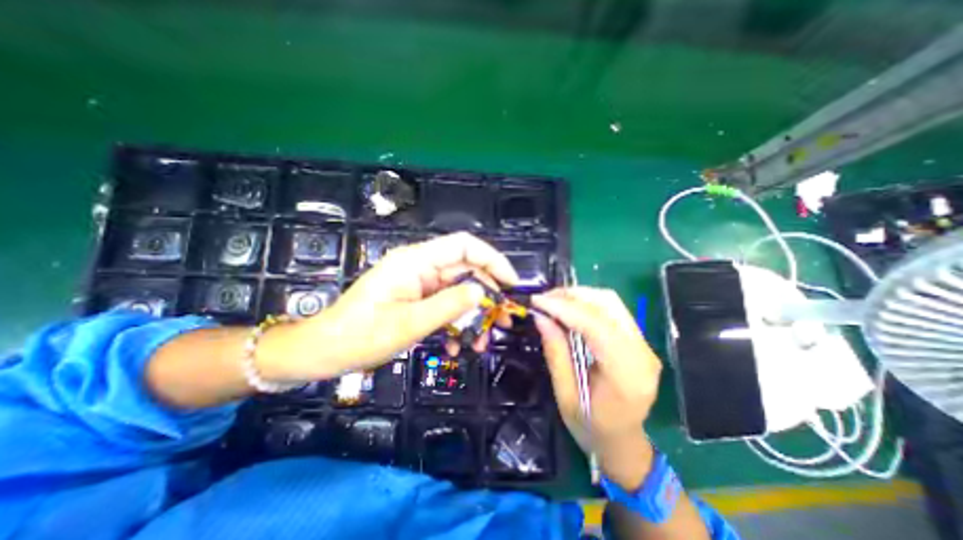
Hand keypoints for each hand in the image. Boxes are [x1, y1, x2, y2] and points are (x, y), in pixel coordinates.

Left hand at [260, 232, 518, 379]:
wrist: (325, 352)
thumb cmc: (360, 336)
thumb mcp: (408, 323)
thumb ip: (448, 306)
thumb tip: (481, 293)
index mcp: (415, 261)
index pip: (463, 245)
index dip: (492, 259)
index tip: (511, 283)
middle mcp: (420, 267)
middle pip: (465, 271)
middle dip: (486, 296)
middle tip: (502, 322)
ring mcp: (419, 284)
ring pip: (458, 292)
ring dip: (473, 316)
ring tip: (481, 342)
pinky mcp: (417, 299)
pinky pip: (446, 306)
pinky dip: (456, 324)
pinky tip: (457, 346)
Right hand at [533, 287, 661, 488]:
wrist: (624, 444)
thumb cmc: (592, 428)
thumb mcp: (565, 396)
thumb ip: (555, 353)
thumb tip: (541, 317)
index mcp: (626, 375)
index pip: (596, 326)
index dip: (564, 308)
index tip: (536, 301)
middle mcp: (642, 353)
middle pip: (608, 305)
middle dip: (571, 296)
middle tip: (542, 299)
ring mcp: (644, 345)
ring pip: (611, 302)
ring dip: (579, 296)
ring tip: (552, 301)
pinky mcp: (639, 341)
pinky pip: (612, 310)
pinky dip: (587, 304)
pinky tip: (569, 308)